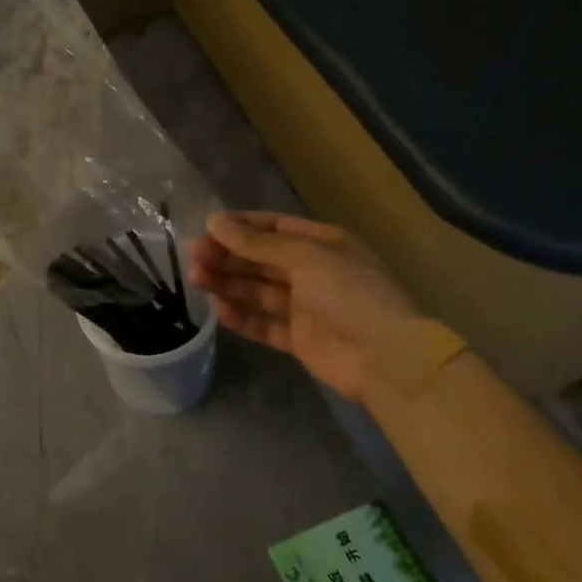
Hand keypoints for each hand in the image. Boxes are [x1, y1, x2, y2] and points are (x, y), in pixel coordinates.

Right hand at [188, 211, 419, 404]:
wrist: (388, 359)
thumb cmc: (350, 294)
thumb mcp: (304, 257)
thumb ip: (257, 243)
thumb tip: (214, 221)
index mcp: (323, 244)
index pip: (274, 228)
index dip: (241, 226)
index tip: (207, 227)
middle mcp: (313, 272)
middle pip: (261, 259)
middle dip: (228, 256)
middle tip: (194, 255)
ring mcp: (306, 307)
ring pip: (258, 290)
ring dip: (228, 283)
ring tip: (196, 279)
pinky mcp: (299, 339)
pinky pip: (264, 324)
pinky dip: (242, 317)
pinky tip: (219, 311)